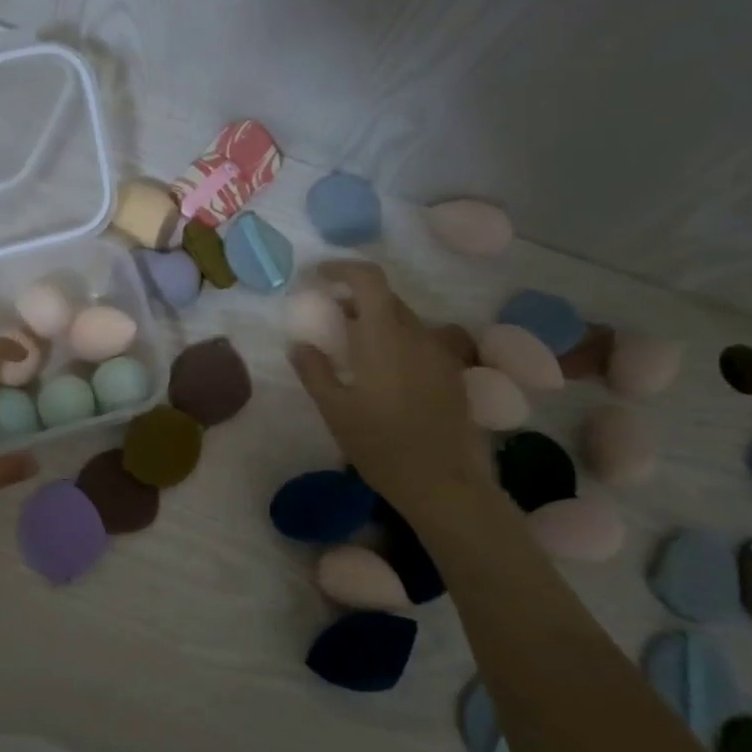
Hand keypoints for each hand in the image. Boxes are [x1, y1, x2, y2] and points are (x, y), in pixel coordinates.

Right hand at [288, 261, 485, 503]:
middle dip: (354, 300)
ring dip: (376, 322)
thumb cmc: (380, 445)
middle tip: (328, 320)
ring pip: (404, 321)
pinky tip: (383, 375)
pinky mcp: (452, 372)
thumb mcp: (335, 410)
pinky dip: (396, 342)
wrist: (443, 482)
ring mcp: (440, 353)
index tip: (318, 277)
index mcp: (385, 337)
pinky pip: (420, 342)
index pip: (369, 279)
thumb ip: (314, 370)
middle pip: (385, 299)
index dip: (342, 269)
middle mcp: (417, 335)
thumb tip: (299, 344)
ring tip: (353, 351)